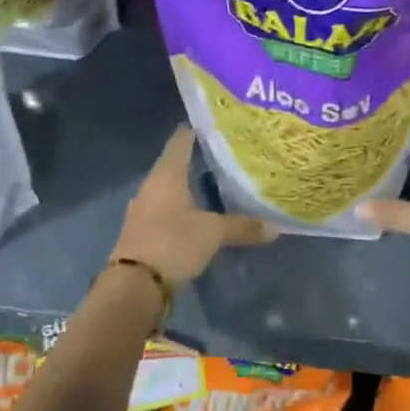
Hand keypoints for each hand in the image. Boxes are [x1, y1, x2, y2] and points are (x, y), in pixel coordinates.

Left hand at [110, 126, 277, 282]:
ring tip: (215, 184)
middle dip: (198, 160)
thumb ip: (243, 227)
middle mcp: (151, 185)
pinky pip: (164, 209)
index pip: (181, 140)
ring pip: (169, 188)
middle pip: (175, 164)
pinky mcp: (141, 229)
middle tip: (225, 156)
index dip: (197, 130)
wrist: (134, 284)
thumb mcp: (213, 233)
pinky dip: (180, 207)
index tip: (217, 125)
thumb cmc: (173, 243)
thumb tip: (275, 227)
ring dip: (188, 186)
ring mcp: (143, 207)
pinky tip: (197, 213)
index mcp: (167, 174)